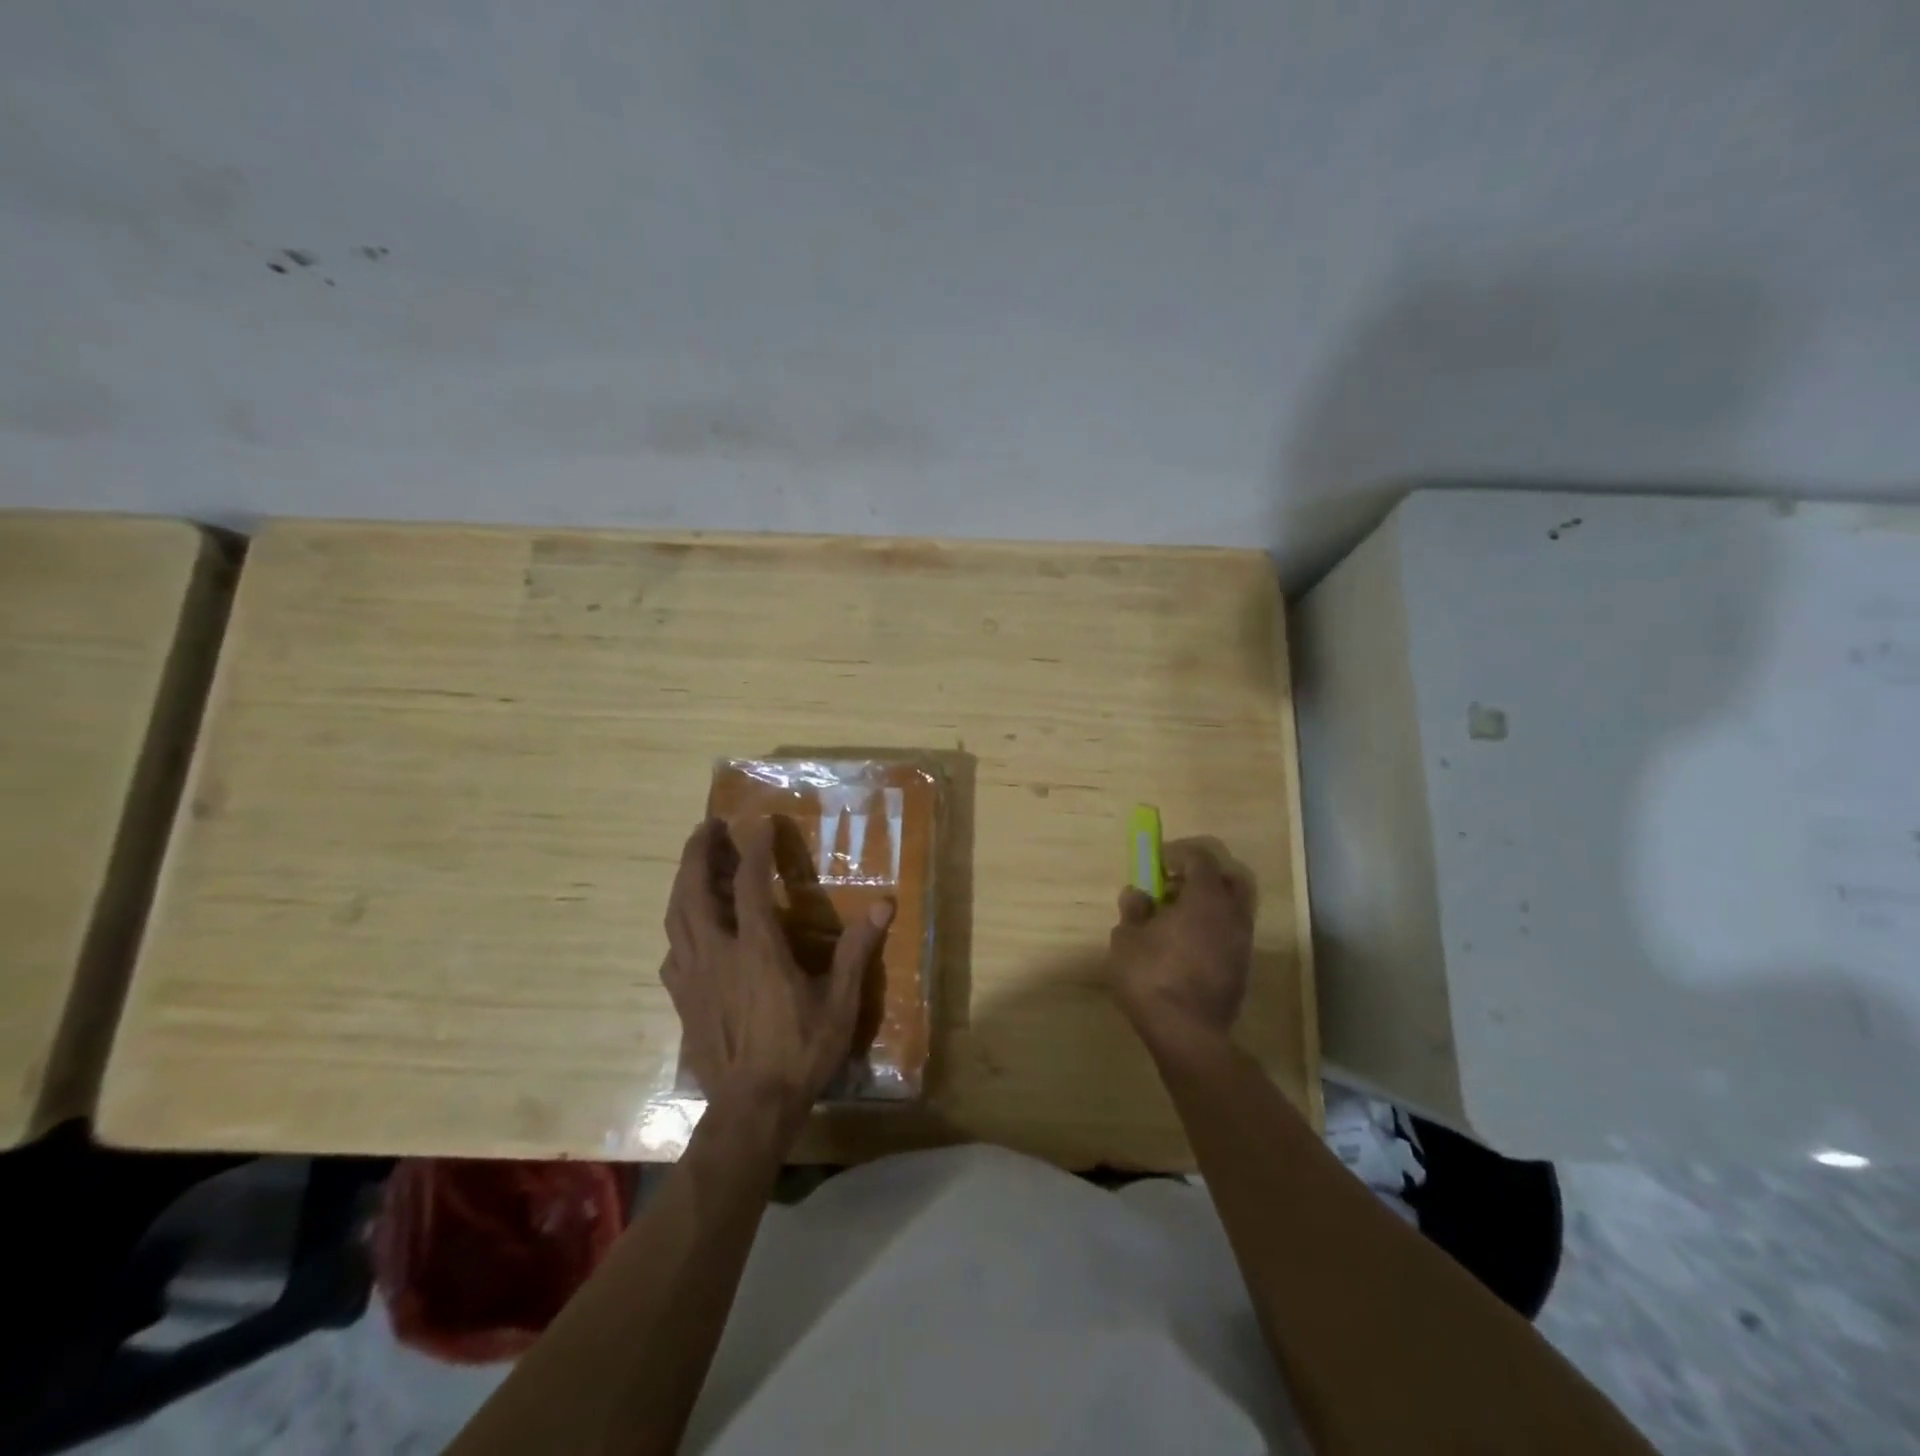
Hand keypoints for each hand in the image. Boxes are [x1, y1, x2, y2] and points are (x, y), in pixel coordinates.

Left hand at [663, 816, 892, 1129]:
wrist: (751, 1110)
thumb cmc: (799, 1052)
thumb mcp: (839, 1003)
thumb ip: (856, 951)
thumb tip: (884, 906)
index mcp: (756, 949)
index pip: (748, 882)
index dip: (753, 847)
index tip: (759, 822)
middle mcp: (717, 953)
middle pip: (693, 890)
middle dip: (698, 852)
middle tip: (708, 827)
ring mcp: (693, 977)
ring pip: (676, 918)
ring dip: (683, 883)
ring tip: (696, 864)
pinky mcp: (683, 1000)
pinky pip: (673, 952)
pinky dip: (680, 928)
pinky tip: (691, 931)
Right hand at [1109, 838, 1255, 1039]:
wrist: (1187, 1033)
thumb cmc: (1151, 977)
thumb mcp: (1126, 938)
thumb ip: (1134, 910)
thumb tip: (1137, 894)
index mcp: (1205, 898)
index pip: (1200, 858)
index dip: (1178, 853)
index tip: (1157, 863)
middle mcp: (1231, 914)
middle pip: (1227, 879)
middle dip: (1202, 876)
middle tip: (1173, 888)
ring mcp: (1242, 943)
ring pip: (1231, 908)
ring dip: (1207, 906)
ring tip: (1175, 921)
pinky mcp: (1242, 968)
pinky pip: (1230, 934)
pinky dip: (1212, 929)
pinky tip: (1186, 947)